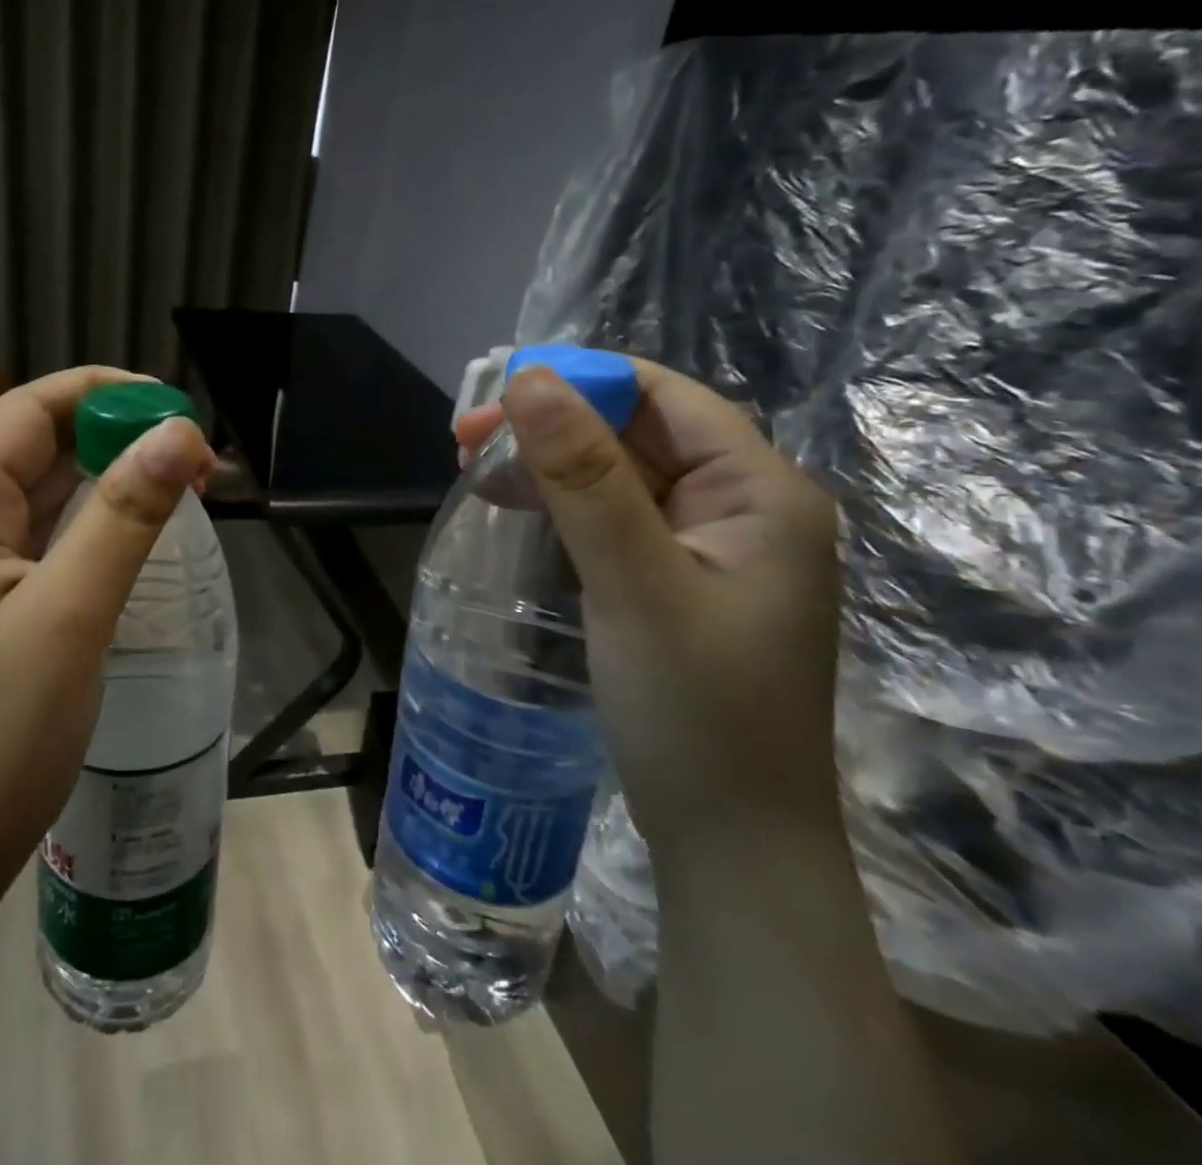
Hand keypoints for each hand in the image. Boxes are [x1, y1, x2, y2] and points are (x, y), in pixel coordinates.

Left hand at [0, 367, 214, 916]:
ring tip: (177, 485)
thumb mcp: (71, 615)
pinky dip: (83, 523)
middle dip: (111, 437)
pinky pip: (32, 538)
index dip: (101, 394)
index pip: (24, 411)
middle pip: (29, 446)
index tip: (175, 407)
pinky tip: (128, 532)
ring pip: (34, 493)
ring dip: (102, 479)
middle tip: (193, 455)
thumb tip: (181, 433)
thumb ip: (125, 515)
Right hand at [460, 360, 841, 857]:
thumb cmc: (694, 709)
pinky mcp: (674, 583)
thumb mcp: (633, 582)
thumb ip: (583, 477)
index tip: (495, 393)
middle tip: (463, 439)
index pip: (664, 398)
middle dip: (551, 426)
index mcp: (759, 491)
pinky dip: (560, 508)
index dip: (581, 382)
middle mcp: (741, 508)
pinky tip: (511, 509)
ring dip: (548, 465)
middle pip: (637, 434)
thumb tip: (529, 379)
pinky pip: (613, 520)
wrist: (729, 844)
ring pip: (618, 476)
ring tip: (473, 469)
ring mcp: (706, 549)